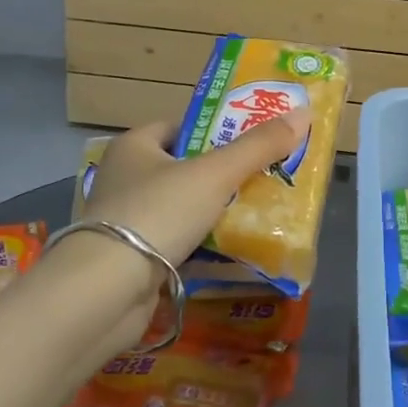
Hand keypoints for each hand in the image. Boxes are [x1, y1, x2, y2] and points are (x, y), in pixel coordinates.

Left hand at [81, 111, 310, 265]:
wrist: (104, 293)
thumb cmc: (156, 213)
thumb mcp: (215, 174)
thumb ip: (258, 146)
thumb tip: (303, 113)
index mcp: (135, 146)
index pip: (182, 125)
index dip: (217, 129)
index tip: (253, 139)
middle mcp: (125, 178)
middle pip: (186, 168)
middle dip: (225, 175)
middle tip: (267, 177)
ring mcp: (126, 221)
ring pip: (184, 208)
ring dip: (217, 213)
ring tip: (260, 213)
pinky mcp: (131, 260)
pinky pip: (178, 244)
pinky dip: (203, 246)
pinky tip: (234, 251)